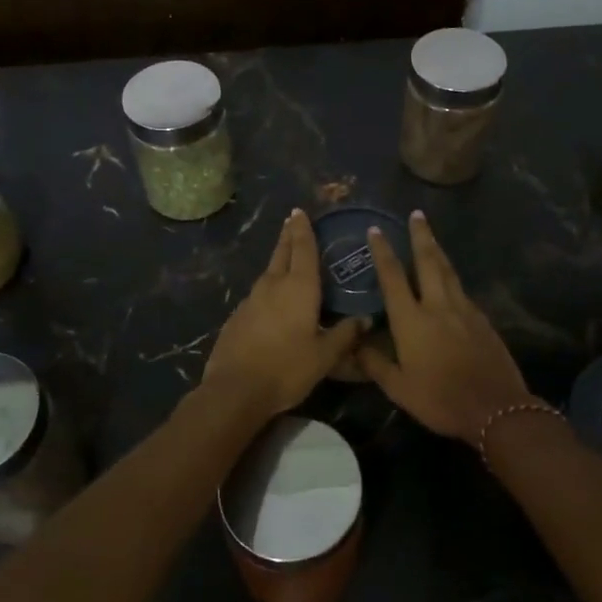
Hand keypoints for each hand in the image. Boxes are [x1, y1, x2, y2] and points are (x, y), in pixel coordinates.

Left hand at [202, 209, 367, 420]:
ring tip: (285, 255)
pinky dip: (267, 286)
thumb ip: (345, 335)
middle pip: (281, 253)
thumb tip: (366, 319)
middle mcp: (273, 285)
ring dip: (277, 259)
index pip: (303, 249)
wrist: (235, 389)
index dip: (303, 229)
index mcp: (299, 288)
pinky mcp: (237, 316)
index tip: (300, 212)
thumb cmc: (287, 368)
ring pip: (267, 271)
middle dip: (288, 236)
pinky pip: (257, 292)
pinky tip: (270, 297)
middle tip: (291, 220)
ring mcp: (251, 299)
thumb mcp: (325, 355)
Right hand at [359, 212, 536, 443]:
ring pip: (448, 271)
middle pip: (428, 262)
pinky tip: (450, 278)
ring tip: (430, 234)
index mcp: (412, 320)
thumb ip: (375, 363)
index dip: (383, 252)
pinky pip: (462, 290)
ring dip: (437, 250)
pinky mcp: (482, 320)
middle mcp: (437, 306)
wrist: (495, 408)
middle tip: (416, 214)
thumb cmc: (440, 399)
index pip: (393, 277)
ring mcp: (464, 310)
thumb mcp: (399, 388)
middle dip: (420, 236)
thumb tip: (353, 343)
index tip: (376, 230)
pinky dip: (451, 276)